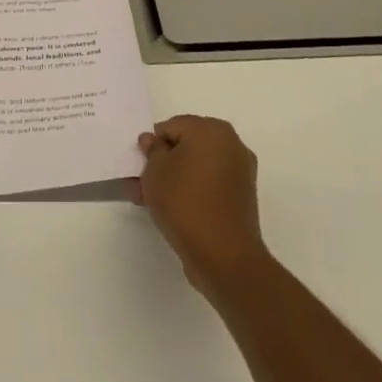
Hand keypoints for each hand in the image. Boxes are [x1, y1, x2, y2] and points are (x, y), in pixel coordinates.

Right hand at [129, 115, 267, 295]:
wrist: (223, 255)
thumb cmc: (184, 202)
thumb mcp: (155, 171)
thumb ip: (152, 150)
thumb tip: (153, 141)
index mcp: (212, 130)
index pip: (171, 127)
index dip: (151, 145)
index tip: (139, 166)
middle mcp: (231, 144)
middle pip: (186, 146)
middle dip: (162, 162)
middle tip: (141, 183)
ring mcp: (240, 171)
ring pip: (197, 167)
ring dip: (174, 178)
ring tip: (150, 200)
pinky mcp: (241, 196)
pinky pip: (209, 184)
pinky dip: (191, 190)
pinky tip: (171, 208)